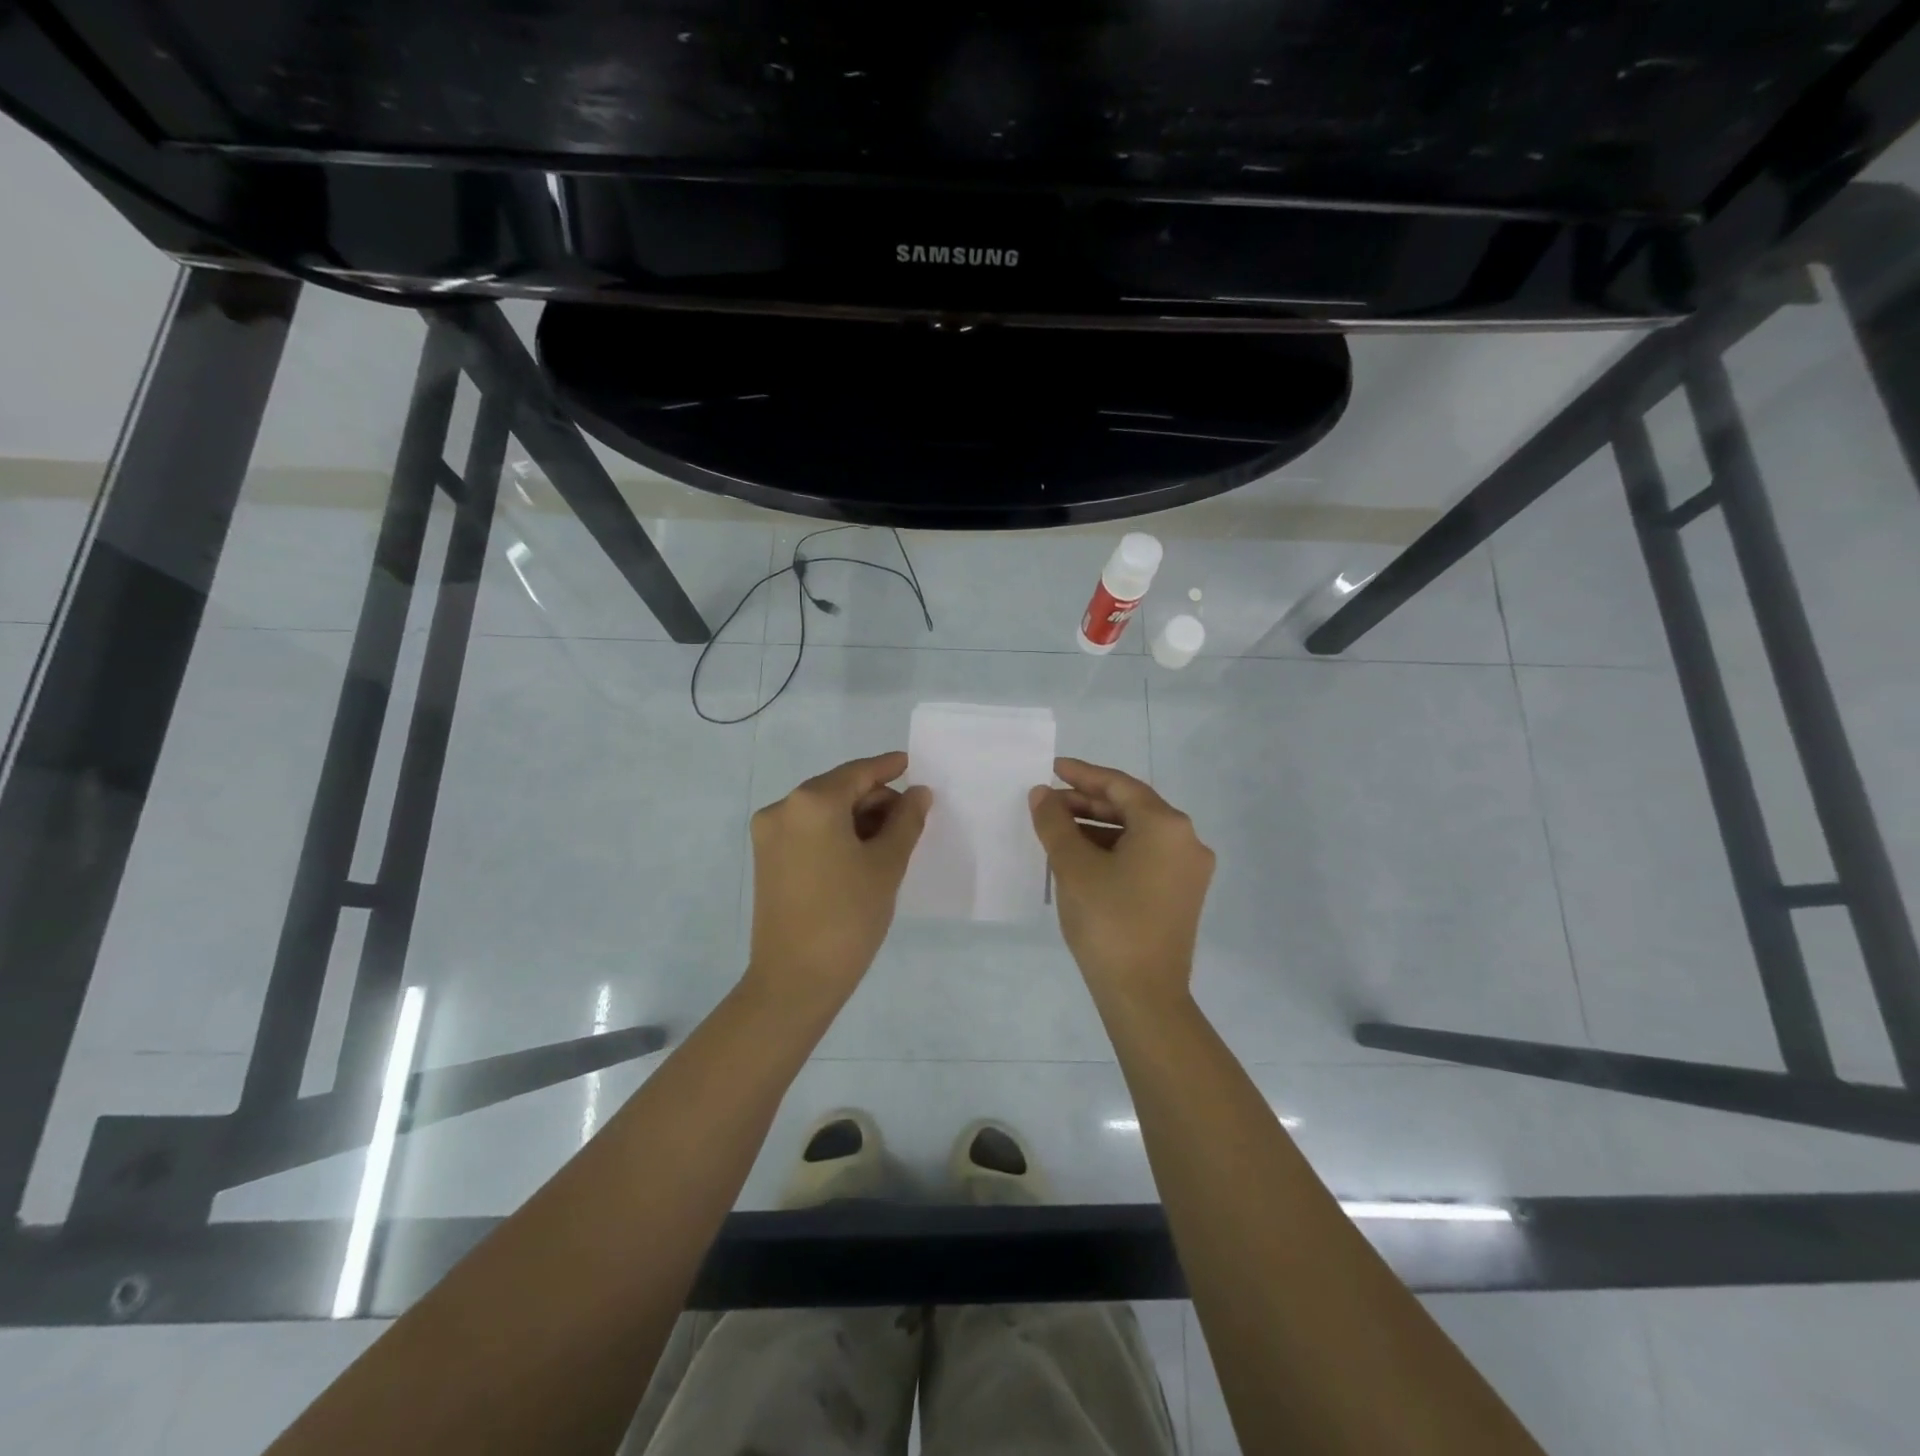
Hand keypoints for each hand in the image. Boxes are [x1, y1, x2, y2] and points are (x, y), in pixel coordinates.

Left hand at [745, 751, 931, 1006]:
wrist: (795, 980)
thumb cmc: (848, 916)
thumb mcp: (886, 865)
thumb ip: (906, 820)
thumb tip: (918, 793)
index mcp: (811, 802)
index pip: (858, 773)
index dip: (887, 768)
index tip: (910, 763)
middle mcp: (783, 808)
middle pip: (838, 789)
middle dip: (874, 799)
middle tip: (910, 818)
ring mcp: (769, 835)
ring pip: (822, 811)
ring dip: (856, 817)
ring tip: (890, 840)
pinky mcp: (765, 859)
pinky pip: (807, 831)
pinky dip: (835, 833)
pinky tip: (861, 853)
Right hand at [1029, 757, 1213, 1004]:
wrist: (1144, 995)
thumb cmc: (1108, 921)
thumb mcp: (1073, 866)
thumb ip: (1055, 822)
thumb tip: (1042, 795)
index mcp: (1167, 825)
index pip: (1120, 785)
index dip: (1083, 775)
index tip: (1052, 768)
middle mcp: (1186, 841)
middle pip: (1131, 807)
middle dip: (1087, 802)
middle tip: (1048, 803)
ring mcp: (1188, 870)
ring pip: (1137, 833)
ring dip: (1097, 827)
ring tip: (1057, 829)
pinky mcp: (1182, 894)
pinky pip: (1145, 856)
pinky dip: (1113, 850)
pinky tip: (1081, 857)